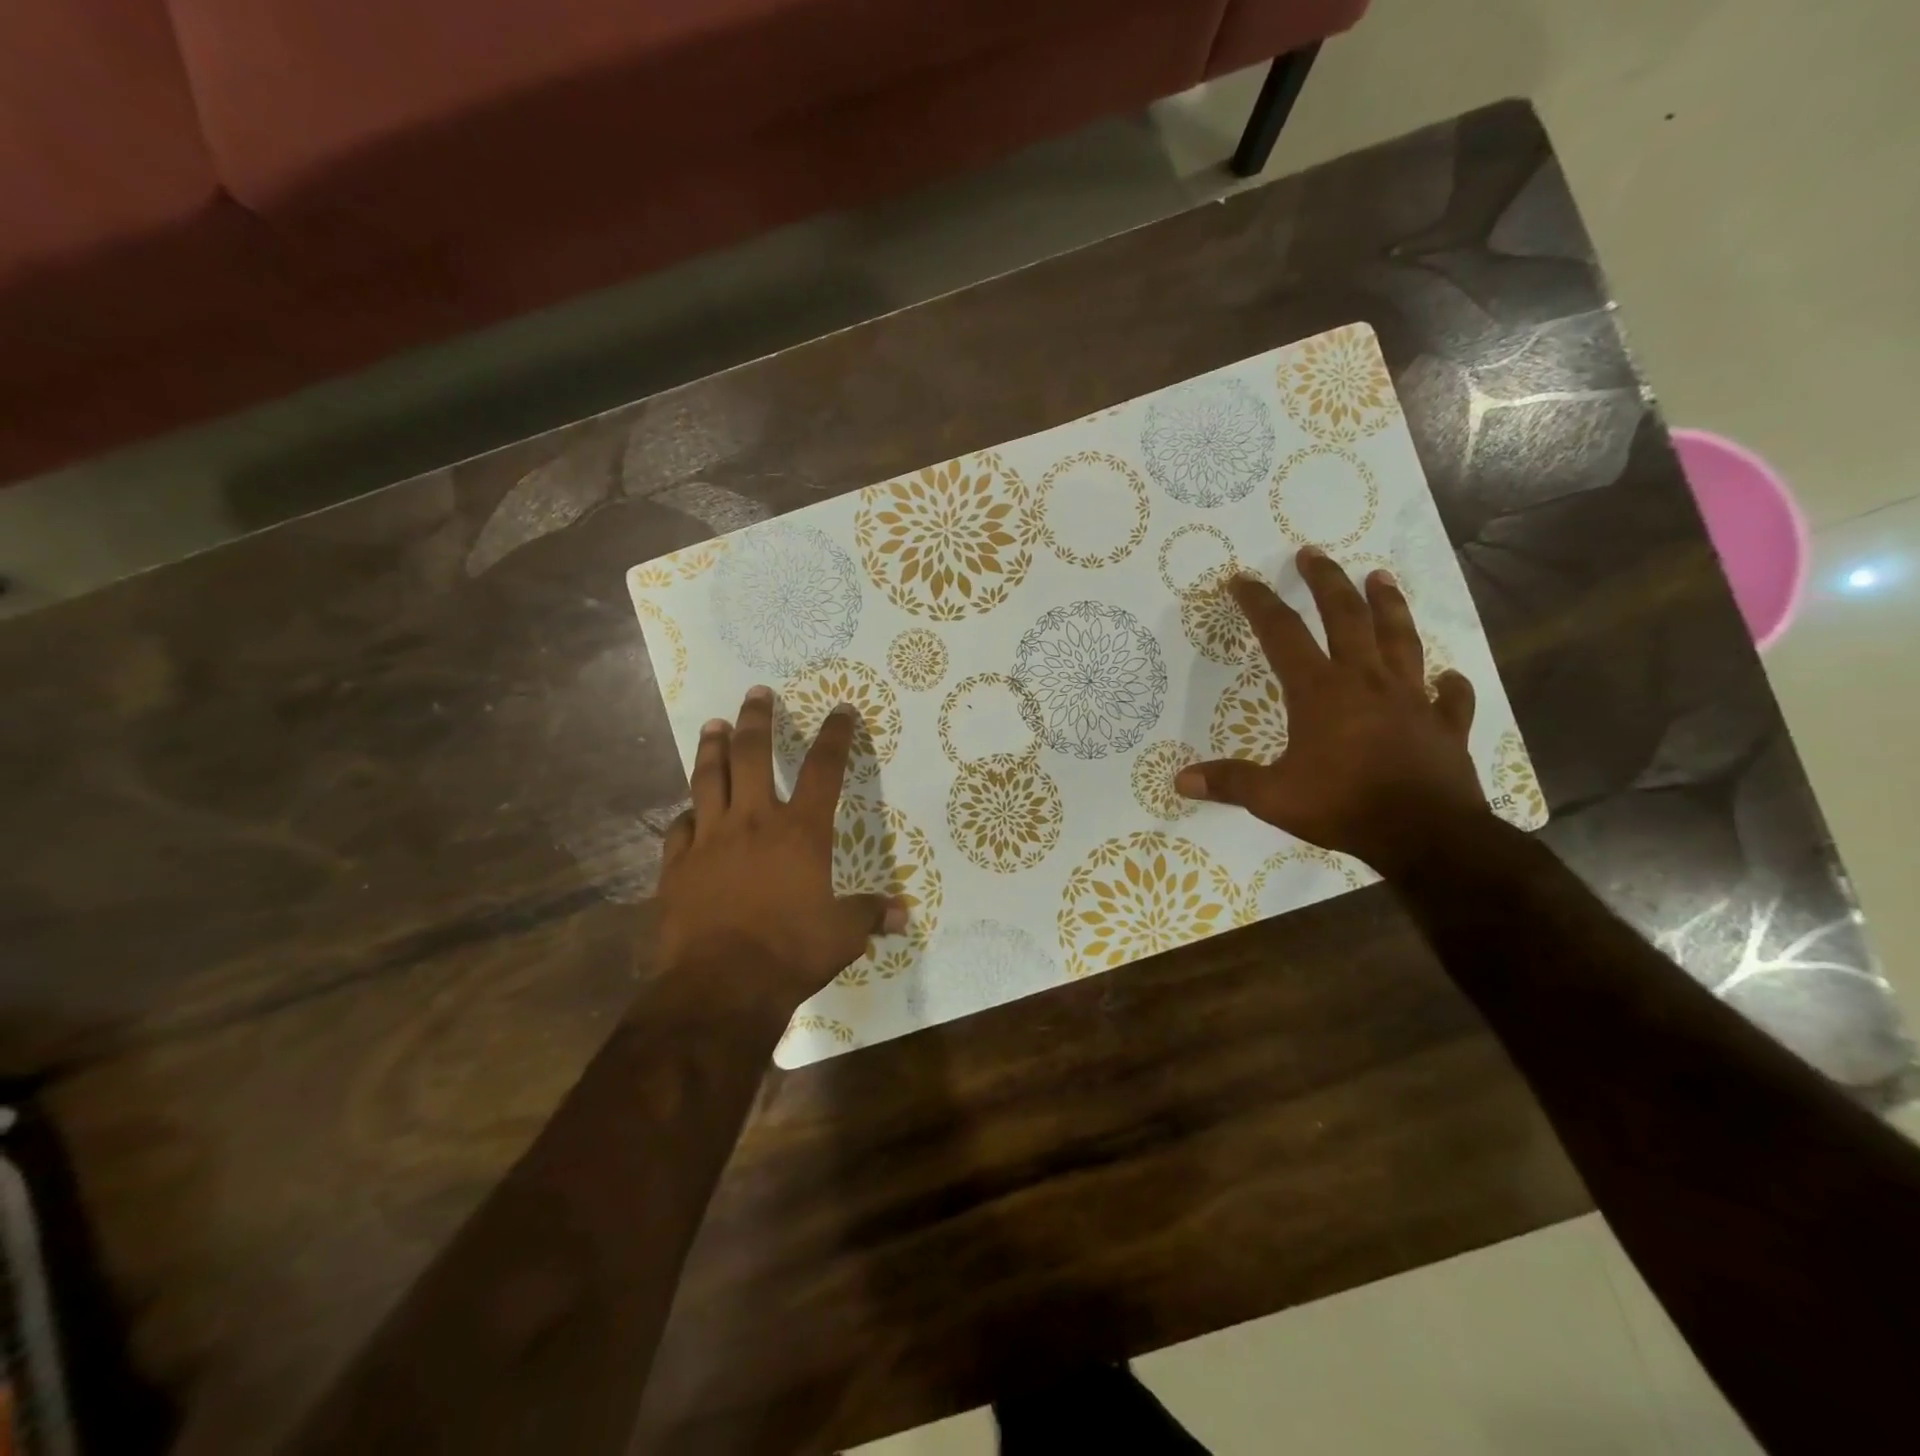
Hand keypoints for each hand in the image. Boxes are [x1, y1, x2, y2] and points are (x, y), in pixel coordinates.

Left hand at [655, 686, 905, 1010]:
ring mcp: (710, 839)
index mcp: (800, 832)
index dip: (835, 736)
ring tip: (714, 724)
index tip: (841, 709)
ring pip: (708, 778)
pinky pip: (680, 827)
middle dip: (757, 719)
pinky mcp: (677, 864)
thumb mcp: (842, 935)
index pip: (823, 770)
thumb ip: (869, 915)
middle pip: (753, 755)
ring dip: (712, 747)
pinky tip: (688, 810)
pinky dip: (687, 814)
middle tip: (756, 693)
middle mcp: (754, 822)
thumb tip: (904, 915)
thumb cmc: (790, 951)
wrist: (721, 984)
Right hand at [1175, 546, 1489, 873]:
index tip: (1242, 580)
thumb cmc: (1342, 807)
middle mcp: (1366, 682)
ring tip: (1381, 577)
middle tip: (1313, 554)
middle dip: (1327, 582)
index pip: (1282, 635)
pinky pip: (1450, 697)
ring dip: (1390, 605)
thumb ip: (1229, 782)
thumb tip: (1179, 780)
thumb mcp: (1273, 798)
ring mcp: (1411, 699)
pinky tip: (1448, 675)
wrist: (1425, 834)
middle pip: (1346, 617)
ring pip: (1400, 639)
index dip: (1259, 604)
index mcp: (1320, 692)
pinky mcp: (1445, 725)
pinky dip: (1449, 684)